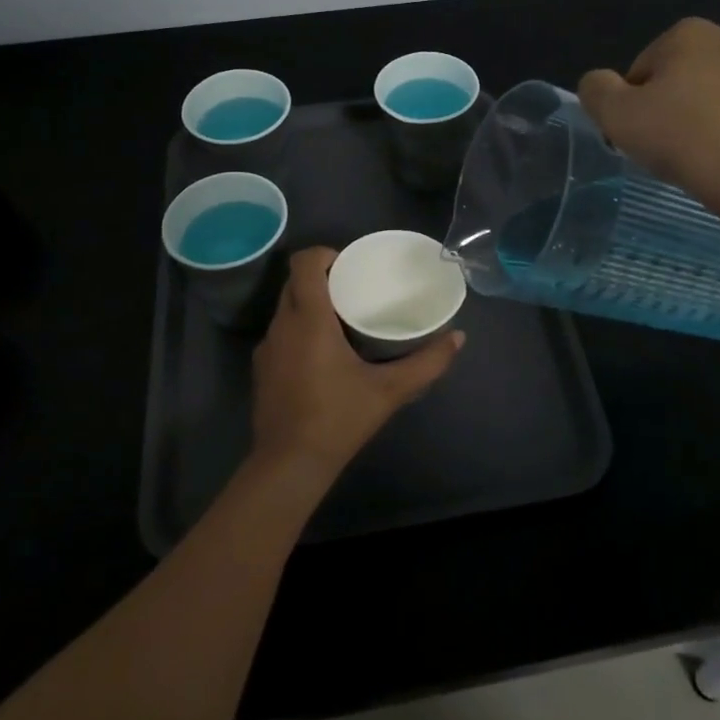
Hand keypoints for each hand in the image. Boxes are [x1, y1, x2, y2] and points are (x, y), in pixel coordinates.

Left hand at [251, 248, 464, 483]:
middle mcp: (282, 325)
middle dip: (322, 278)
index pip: (304, 262)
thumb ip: (427, 363)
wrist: (288, 465)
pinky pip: (281, 332)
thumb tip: (458, 337)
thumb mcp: (389, 391)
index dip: (324, 253)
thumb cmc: (338, 419)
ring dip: (310, 304)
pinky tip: (322, 354)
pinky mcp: (261, 369)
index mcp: (309, 319)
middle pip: (294, 282)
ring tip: (342, 318)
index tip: (350, 265)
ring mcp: (267, 348)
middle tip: (354, 289)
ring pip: (286, 307)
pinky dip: (299, 329)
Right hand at [578, 17, 719, 214]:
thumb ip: (595, 89)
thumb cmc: (680, 138)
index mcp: (688, 33)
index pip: (642, 70)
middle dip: (672, 106)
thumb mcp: (615, 115)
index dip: (634, 105)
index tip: (641, 134)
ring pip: (716, 94)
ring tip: (699, 155)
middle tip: (667, 146)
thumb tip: (599, 82)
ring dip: (704, 117)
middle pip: (681, 77)